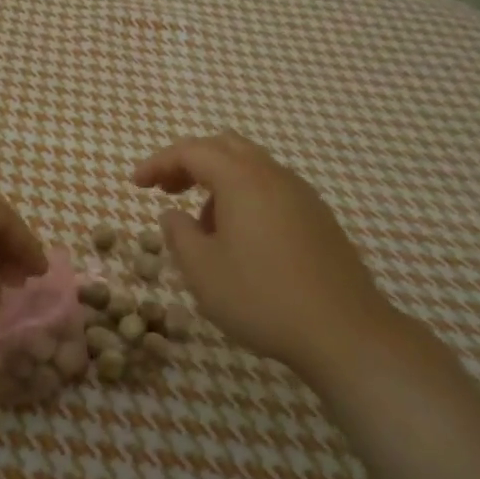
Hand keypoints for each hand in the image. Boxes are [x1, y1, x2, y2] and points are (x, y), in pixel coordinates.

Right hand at [133, 132, 397, 370]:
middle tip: (165, 188)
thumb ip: (179, 234)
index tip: (135, 184)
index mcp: (242, 180)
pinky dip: (243, 197)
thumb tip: (173, 215)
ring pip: (251, 167)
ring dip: (217, 181)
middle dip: (189, 162)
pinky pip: (271, 190)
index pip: (192, 151)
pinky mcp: (318, 219)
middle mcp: (274, 177)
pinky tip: (238, 238)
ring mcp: (302, 196)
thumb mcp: (202, 270)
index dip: (158, 162)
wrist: (344, 332)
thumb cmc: (261, 298)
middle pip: (225, 147)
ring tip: (201, 224)